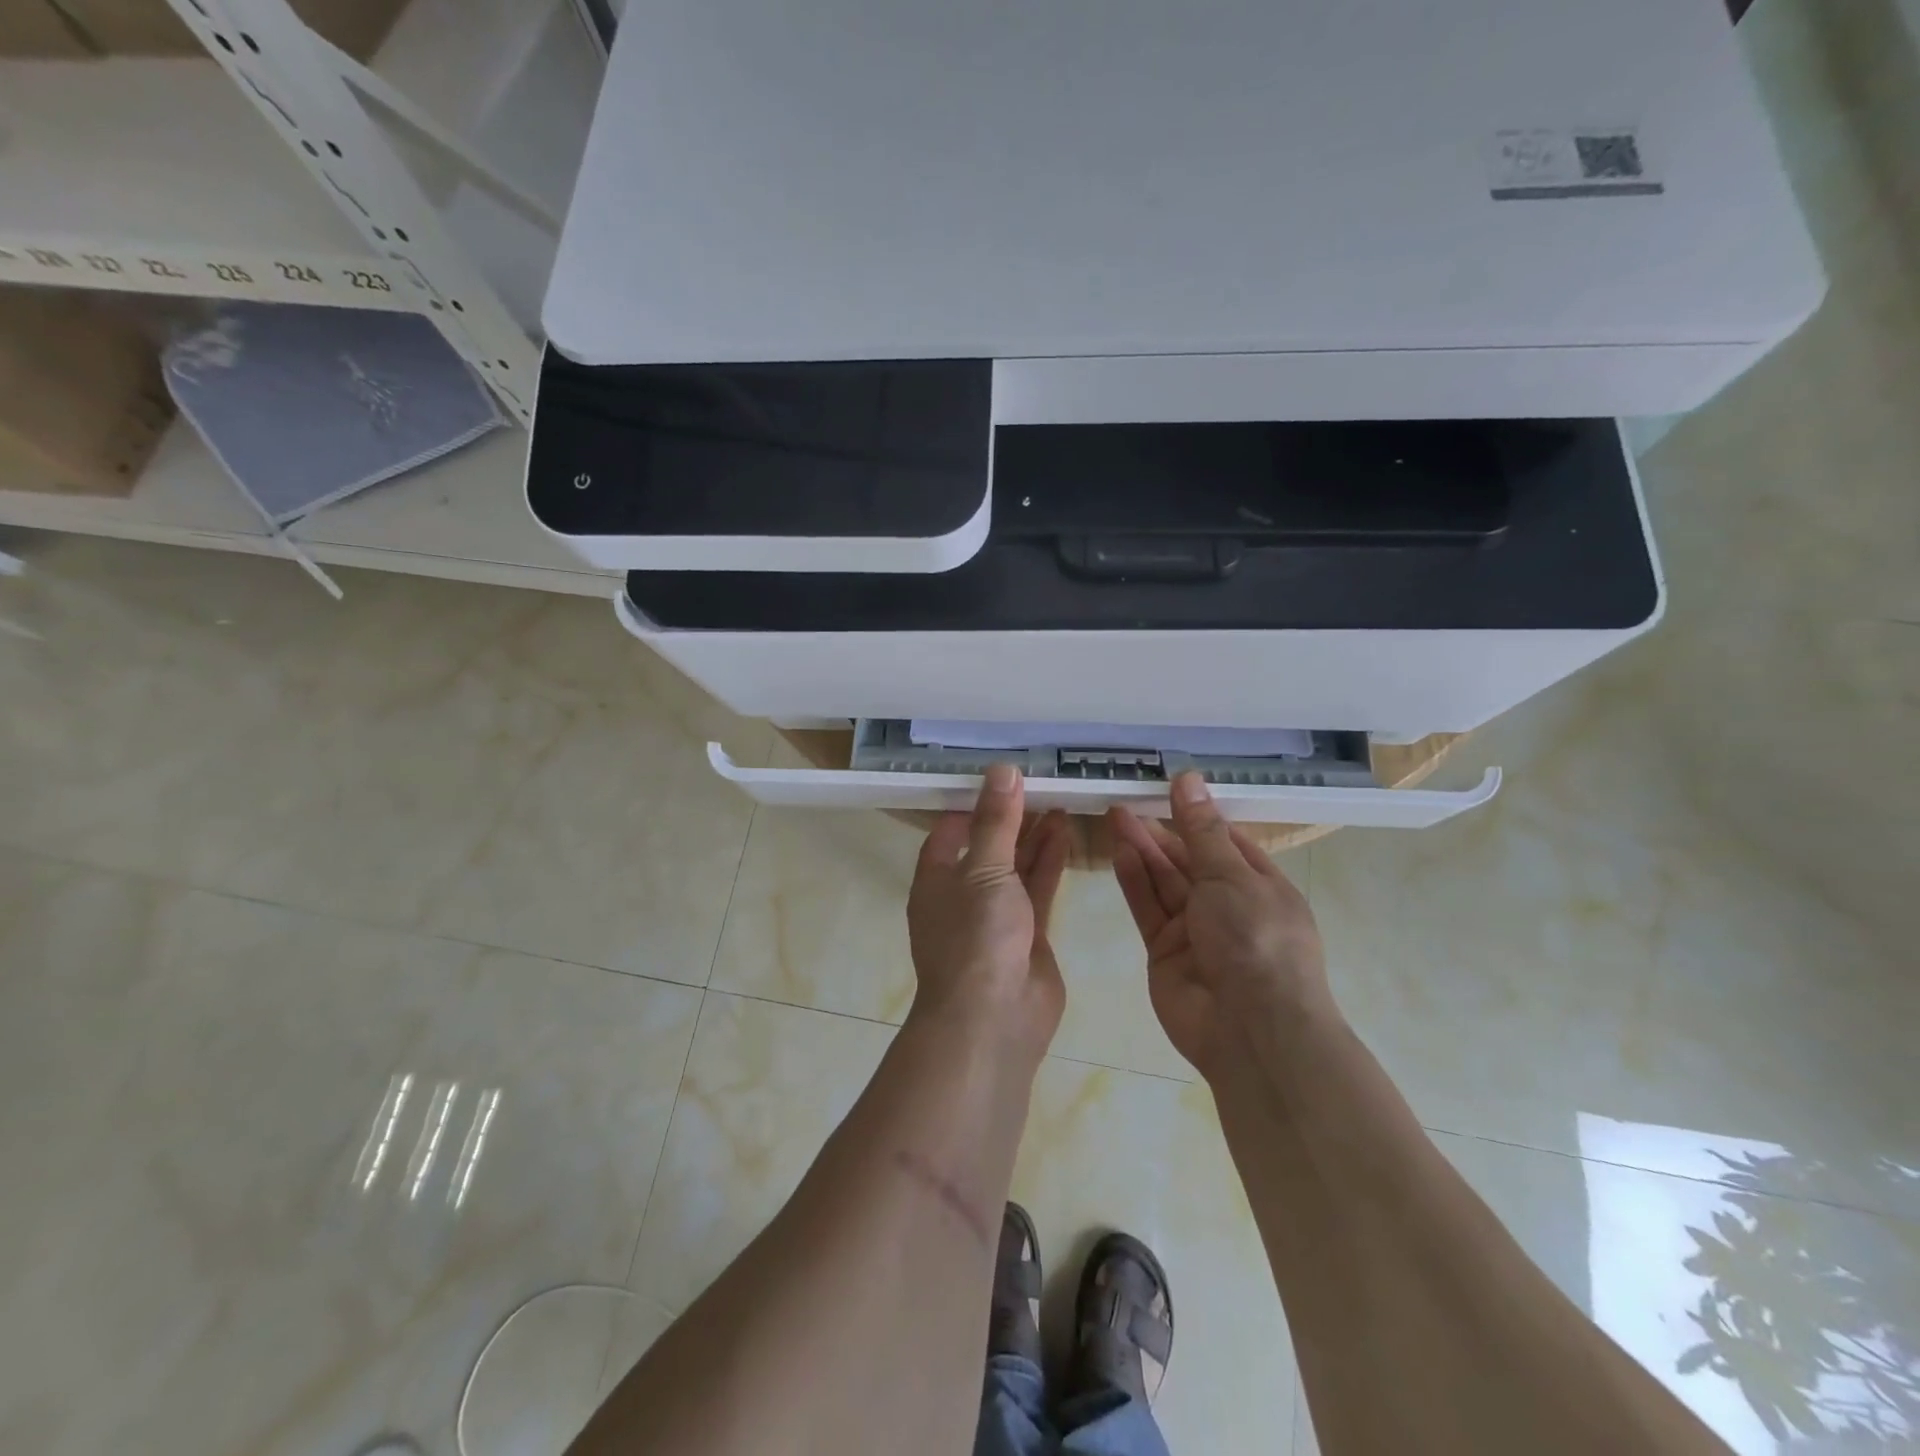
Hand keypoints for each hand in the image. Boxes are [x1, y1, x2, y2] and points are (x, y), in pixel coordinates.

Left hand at [908, 765, 1071, 1061]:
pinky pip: (1039, 890)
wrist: (994, 1018)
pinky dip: (1051, 863)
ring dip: (1035, 837)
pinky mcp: (1028, 935)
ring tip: (1059, 801)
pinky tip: (1067, 834)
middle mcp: (963, 895)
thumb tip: (1002, 770)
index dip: (972, 806)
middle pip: (987, 847)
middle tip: (1040, 786)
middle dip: (1010, 819)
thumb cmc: (976, 937)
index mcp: (936, 880)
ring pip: (1016, 867)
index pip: (949, 832)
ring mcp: (996, 917)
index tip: (1001, 781)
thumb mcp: (984, 869)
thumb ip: (996, 822)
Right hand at [1108, 773, 1333, 1077]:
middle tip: (1126, 802)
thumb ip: (1200, 830)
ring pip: (1164, 883)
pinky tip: (1118, 853)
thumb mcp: (1231, 875)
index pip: (1226, 843)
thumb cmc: (1256, 939)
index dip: (1197, 817)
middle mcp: (1229, 907)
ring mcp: (1196, 931)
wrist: (1251, 1029)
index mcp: (1261, 887)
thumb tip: (1188, 778)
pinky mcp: (1165, 952)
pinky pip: (1148, 910)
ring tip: (1115, 816)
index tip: (1167, 790)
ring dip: (1142, 850)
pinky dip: (1134, 882)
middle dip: (1161, 832)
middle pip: (1189, 861)